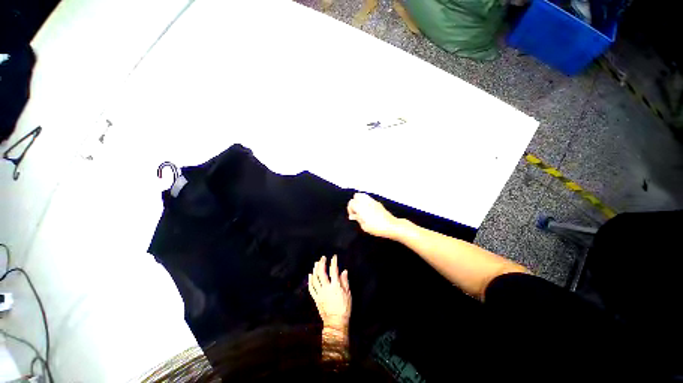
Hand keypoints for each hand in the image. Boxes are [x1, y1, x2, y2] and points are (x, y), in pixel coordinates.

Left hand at [308, 255, 350, 331]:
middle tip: (322, 258)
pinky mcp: (316, 298)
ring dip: (315, 270)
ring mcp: (320, 293)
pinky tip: (310, 275)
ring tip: (316, 263)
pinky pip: (311, 288)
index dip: (333, 262)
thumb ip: (345, 281)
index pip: (334, 271)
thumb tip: (344, 271)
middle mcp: (326, 288)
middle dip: (322, 263)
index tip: (334, 257)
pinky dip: (310, 280)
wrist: (335, 323)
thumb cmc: (344, 308)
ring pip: (315, 279)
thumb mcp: (348, 294)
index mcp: (335, 286)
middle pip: (322, 273)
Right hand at [347, 193, 400, 238]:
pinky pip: (368, 198)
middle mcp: (366, 201)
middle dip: (354, 202)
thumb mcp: (364, 226)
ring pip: (362, 195)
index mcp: (361, 207)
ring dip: (360, 201)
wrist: (390, 225)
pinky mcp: (377, 202)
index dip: (350, 209)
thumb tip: (353, 216)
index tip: (353, 216)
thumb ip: (357, 219)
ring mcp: (372, 201)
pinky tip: (368, 210)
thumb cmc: (376, 228)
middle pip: (356, 196)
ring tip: (361, 209)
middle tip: (356, 211)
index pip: (351, 203)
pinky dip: (366, 202)